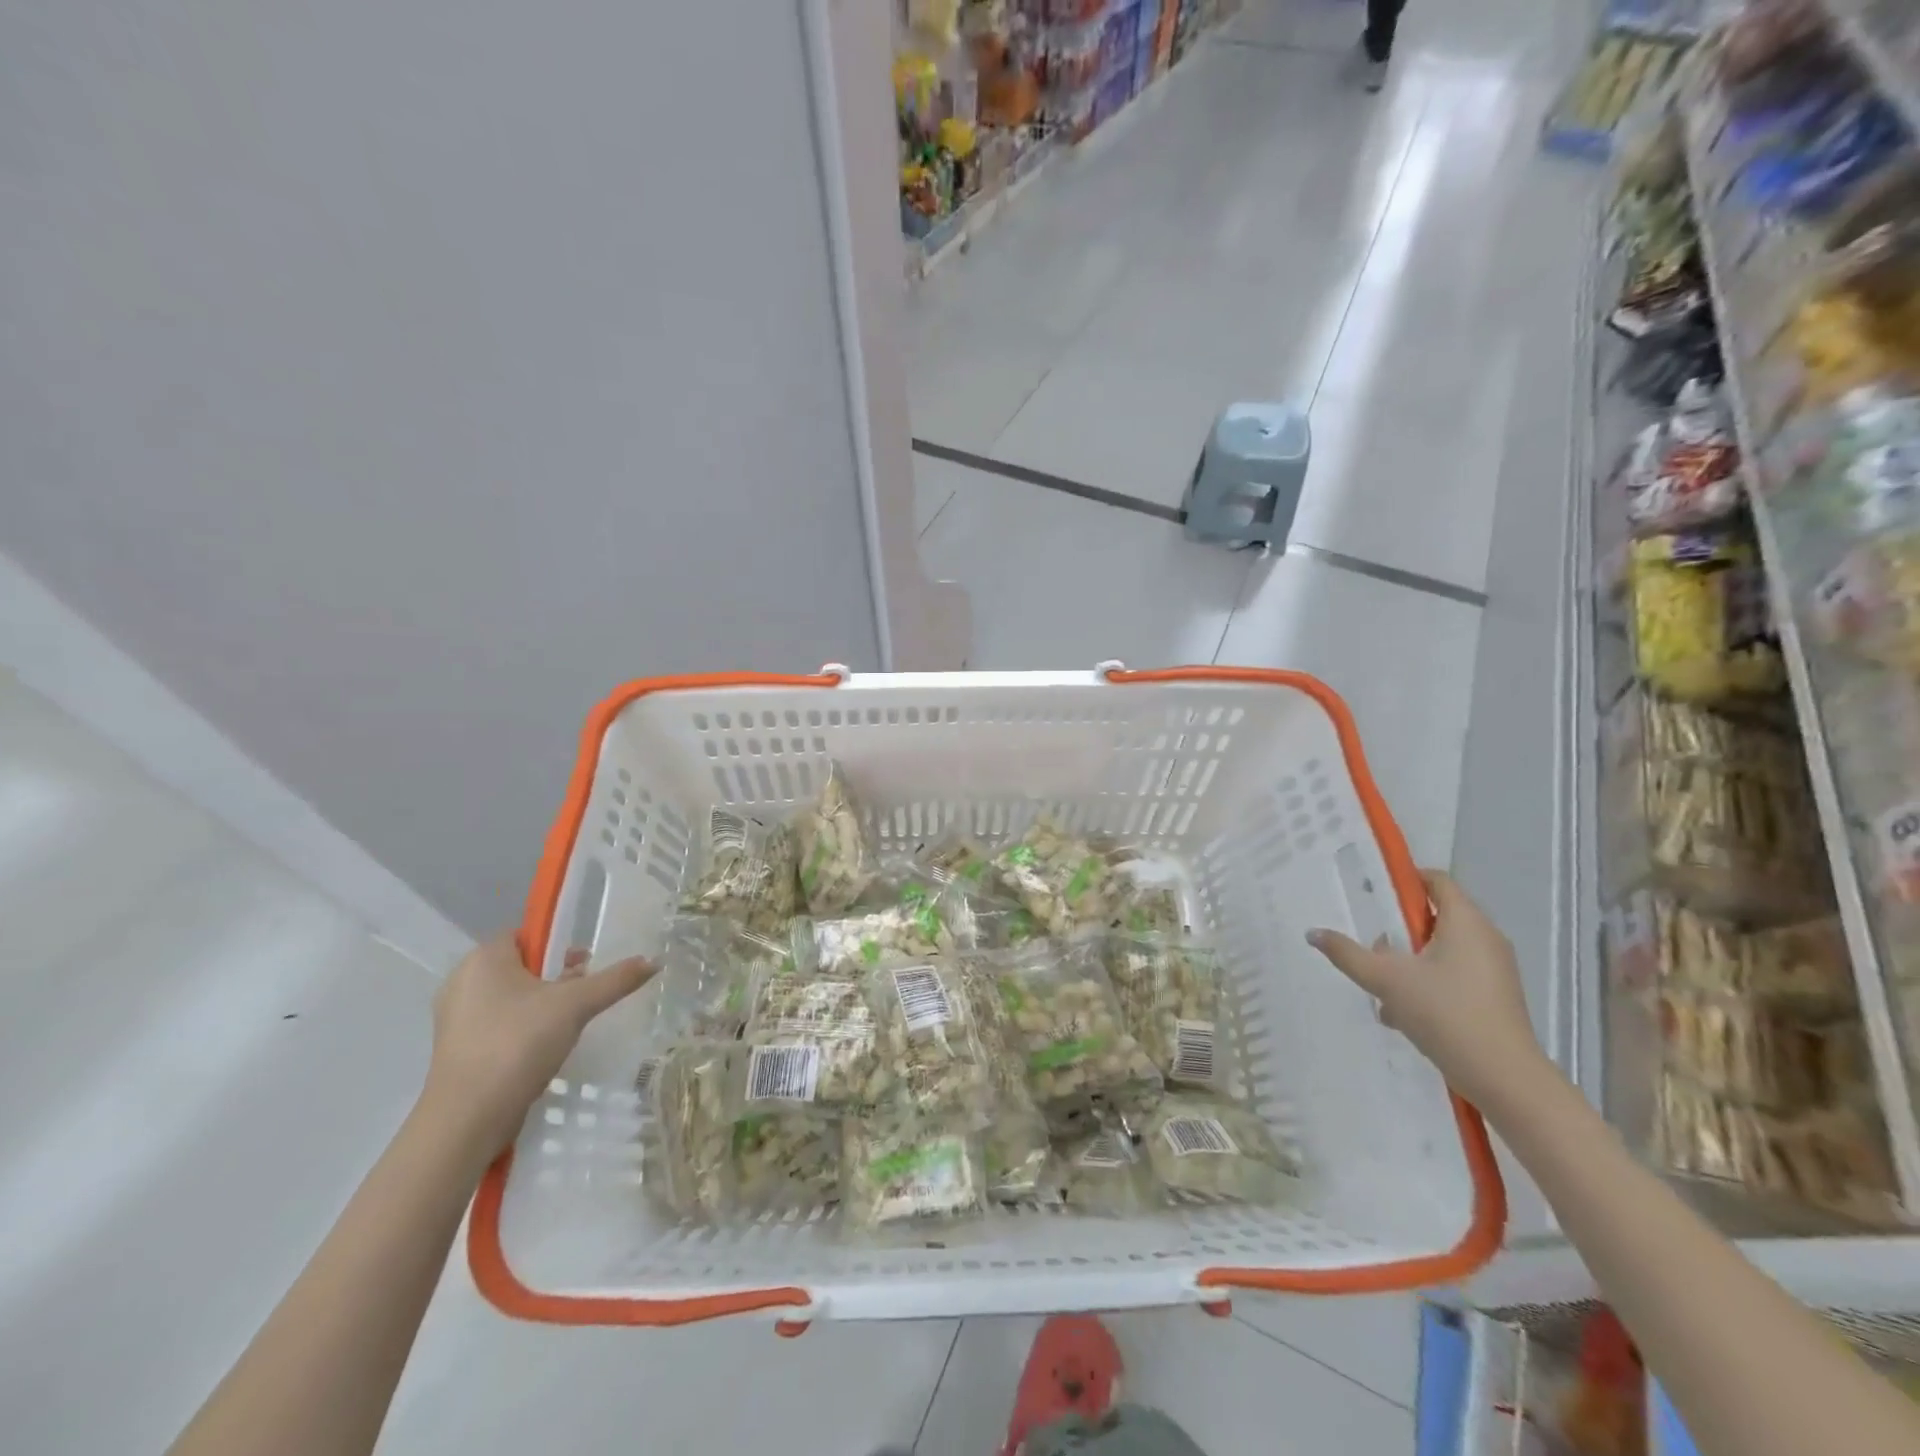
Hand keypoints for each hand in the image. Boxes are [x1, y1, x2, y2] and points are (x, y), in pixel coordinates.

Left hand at [421, 934, 653, 1157]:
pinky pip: (498, 1023)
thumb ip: (615, 980)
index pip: (526, 934)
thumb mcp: (576, 1005)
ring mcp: (456, 1018)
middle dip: (554, 976)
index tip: (583, 965)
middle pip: (521, 965)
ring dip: (542, 1004)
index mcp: (483, 959)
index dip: (557, 945)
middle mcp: (462, 981)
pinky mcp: (458, 1049)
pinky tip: (543, 1048)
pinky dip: (523, 1028)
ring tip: (568, 1023)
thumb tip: (654, 961)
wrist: (468, 1119)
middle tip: (582, 994)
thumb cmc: (518, 1044)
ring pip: (511, 996)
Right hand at [1307, 870, 1545, 1108]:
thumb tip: (1313, 933)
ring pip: (1443, 949)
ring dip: (1410, 960)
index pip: (1436, 880)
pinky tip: (1402, 1012)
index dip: (1405, 879)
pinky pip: (1454, 974)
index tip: (1373, 892)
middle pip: (1437, 916)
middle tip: (1370, 941)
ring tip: (1381, 982)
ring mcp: (1495, 970)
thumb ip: (1347, 953)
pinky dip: (1428, 982)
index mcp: (1465, 922)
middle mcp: (1486, 938)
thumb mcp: (1386, 980)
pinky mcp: (1495, 997)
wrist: (1504, 1078)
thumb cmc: (1445, 1013)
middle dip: (1400, 927)